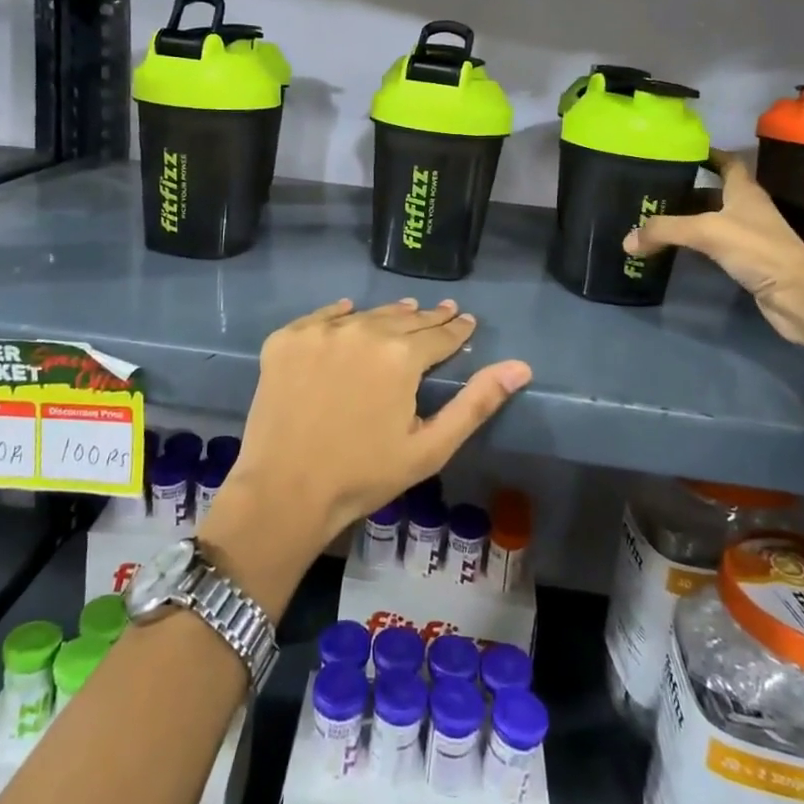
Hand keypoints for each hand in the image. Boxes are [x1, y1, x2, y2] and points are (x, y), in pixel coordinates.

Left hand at [217, 298, 531, 559]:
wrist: (283, 492)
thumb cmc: (364, 475)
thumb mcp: (430, 448)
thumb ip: (476, 403)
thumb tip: (521, 366)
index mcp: (400, 356)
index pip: (438, 335)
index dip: (456, 329)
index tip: (466, 321)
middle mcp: (361, 330)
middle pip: (403, 319)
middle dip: (427, 318)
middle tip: (443, 312)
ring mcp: (319, 331)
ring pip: (366, 315)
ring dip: (389, 315)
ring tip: (405, 310)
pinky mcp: (286, 339)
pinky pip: (321, 317)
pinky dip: (340, 315)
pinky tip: (350, 311)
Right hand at [623, 151, 803, 344]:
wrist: (798, 295)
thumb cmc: (758, 249)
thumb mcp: (707, 231)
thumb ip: (665, 231)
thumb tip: (626, 241)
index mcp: (744, 191)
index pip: (727, 162)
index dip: (707, 154)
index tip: (679, 152)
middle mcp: (747, 209)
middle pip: (714, 193)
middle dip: (686, 190)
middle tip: (653, 190)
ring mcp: (748, 237)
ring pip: (712, 221)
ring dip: (688, 220)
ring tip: (655, 219)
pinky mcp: (746, 263)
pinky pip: (713, 248)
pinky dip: (694, 247)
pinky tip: (674, 251)